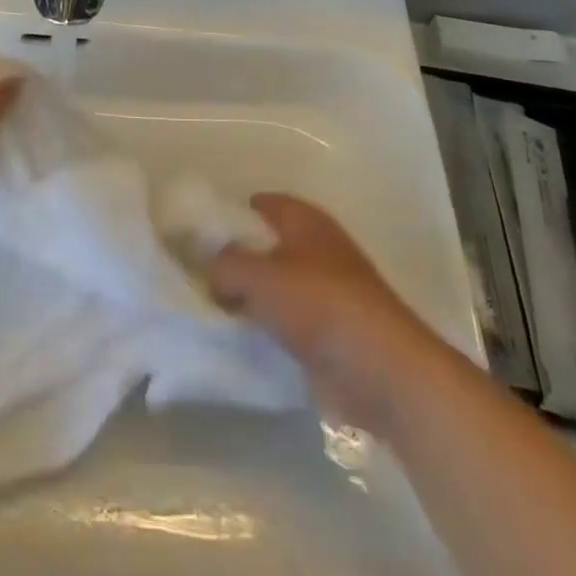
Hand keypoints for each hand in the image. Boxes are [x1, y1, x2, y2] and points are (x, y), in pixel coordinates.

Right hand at [208, 194, 440, 432]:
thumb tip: (209, 272)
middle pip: (263, 246)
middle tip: (195, 277)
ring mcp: (324, 291)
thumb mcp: (258, 275)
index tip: (194, 238)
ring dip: (247, 299)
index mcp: (304, 219)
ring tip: (208, 311)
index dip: (225, 216)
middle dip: (233, 260)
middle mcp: (315, 248)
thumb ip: (223, 265)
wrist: (382, 371)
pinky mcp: (328, 332)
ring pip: (273, 287)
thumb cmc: (319, 304)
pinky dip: (265, 329)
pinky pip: (285, 322)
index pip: (256, 204)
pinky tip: (237, 341)